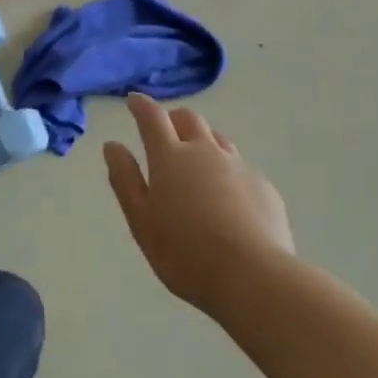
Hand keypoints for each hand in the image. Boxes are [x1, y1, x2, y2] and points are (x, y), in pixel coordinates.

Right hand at [104, 93, 294, 315]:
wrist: (254, 276)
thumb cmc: (185, 252)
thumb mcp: (141, 221)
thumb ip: (125, 180)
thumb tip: (113, 145)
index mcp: (170, 157)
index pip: (152, 118)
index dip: (141, 105)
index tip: (133, 100)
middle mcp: (205, 151)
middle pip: (189, 119)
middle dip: (173, 119)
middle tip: (165, 132)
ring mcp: (239, 166)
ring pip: (218, 139)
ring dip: (203, 141)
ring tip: (196, 163)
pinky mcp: (264, 187)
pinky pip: (241, 168)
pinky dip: (227, 172)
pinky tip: (228, 200)